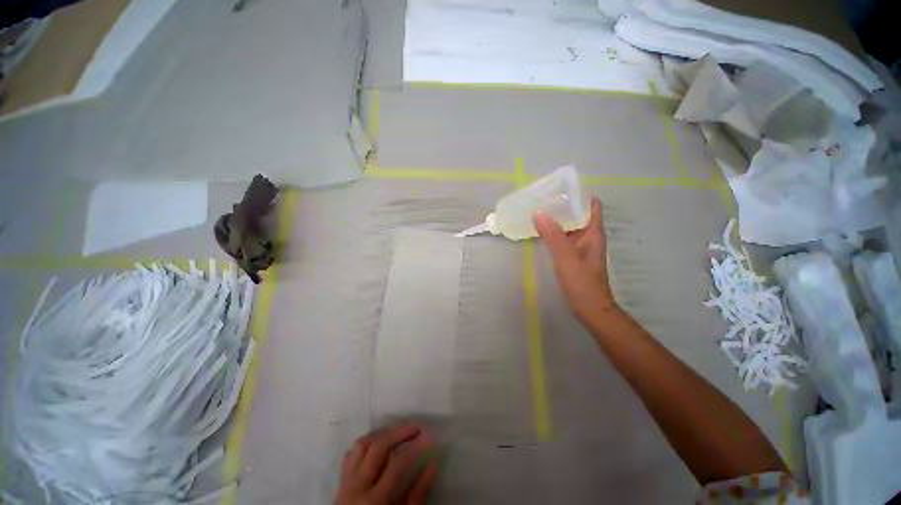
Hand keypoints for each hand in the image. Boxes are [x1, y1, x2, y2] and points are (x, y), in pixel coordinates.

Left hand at [336, 423, 438, 504]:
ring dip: (381, 433)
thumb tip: (433, 464)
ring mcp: (346, 481)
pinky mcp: (341, 480)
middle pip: (378, 447)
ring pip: (362, 444)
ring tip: (398, 431)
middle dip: (399, 432)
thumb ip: (419, 493)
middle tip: (416, 428)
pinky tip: (378, 444)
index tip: (430, 437)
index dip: (416, 448)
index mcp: (375, 500)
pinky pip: (351, 454)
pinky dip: (366, 444)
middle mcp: (358, 485)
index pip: (397, 464)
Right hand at [533, 197, 616, 323]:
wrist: (590, 309)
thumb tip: (539, 213)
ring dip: (558, 219)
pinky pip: (564, 238)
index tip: (561, 189)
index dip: (579, 195)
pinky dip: (555, 232)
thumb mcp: (566, 257)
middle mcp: (589, 237)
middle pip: (579, 214)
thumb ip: (553, 236)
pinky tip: (542, 232)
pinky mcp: (574, 256)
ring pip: (570, 227)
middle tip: (543, 199)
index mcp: (593, 233)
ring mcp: (582, 247)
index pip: (591, 206)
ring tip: (539, 211)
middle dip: (564, 205)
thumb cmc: (582, 283)